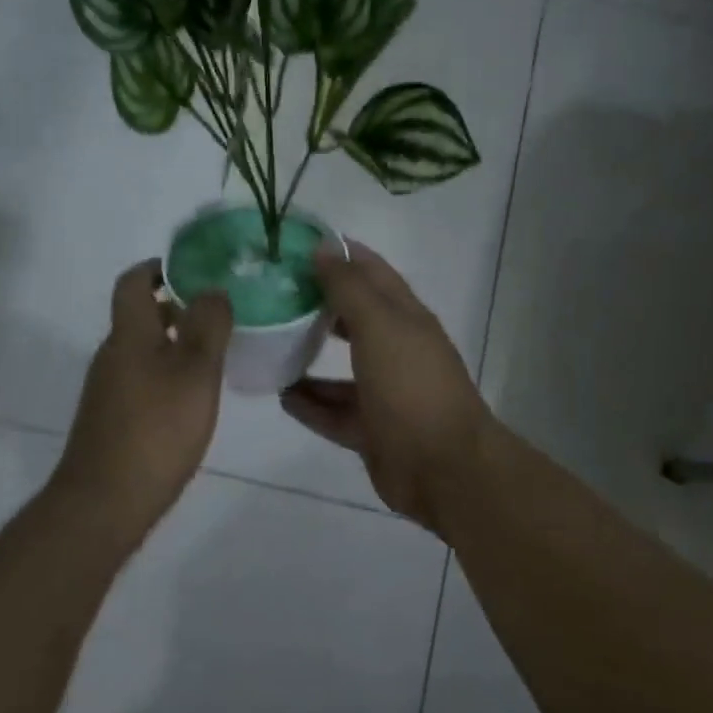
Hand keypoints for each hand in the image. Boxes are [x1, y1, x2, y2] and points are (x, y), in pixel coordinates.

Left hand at [51, 260, 233, 535]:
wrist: (105, 501)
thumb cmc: (156, 429)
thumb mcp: (195, 371)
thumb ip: (208, 326)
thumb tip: (212, 290)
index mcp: (129, 335)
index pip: (133, 282)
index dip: (157, 268)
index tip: (190, 270)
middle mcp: (112, 355)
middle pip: (139, 317)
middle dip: (175, 309)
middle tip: (217, 316)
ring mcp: (107, 390)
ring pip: (142, 351)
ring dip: (173, 345)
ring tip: (213, 358)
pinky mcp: (110, 420)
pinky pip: (140, 381)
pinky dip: (165, 376)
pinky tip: (190, 401)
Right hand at [280, 242, 493, 530]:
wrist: (442, 468)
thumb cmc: (411, 386)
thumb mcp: (379, 327)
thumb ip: (350, 289)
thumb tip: (324, 248)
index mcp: (405, 317)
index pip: (372, 272)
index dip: (340, 254)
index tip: (297, 244)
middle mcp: (396, 349)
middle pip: (354, 318)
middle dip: (318, 304)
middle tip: (273, 293)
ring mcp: (385, 392)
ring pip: (341, 369)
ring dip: (309, 356)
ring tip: (269, 344)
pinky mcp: (372, 429)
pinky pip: (334, 411)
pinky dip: (311, 403)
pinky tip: (281, 395)